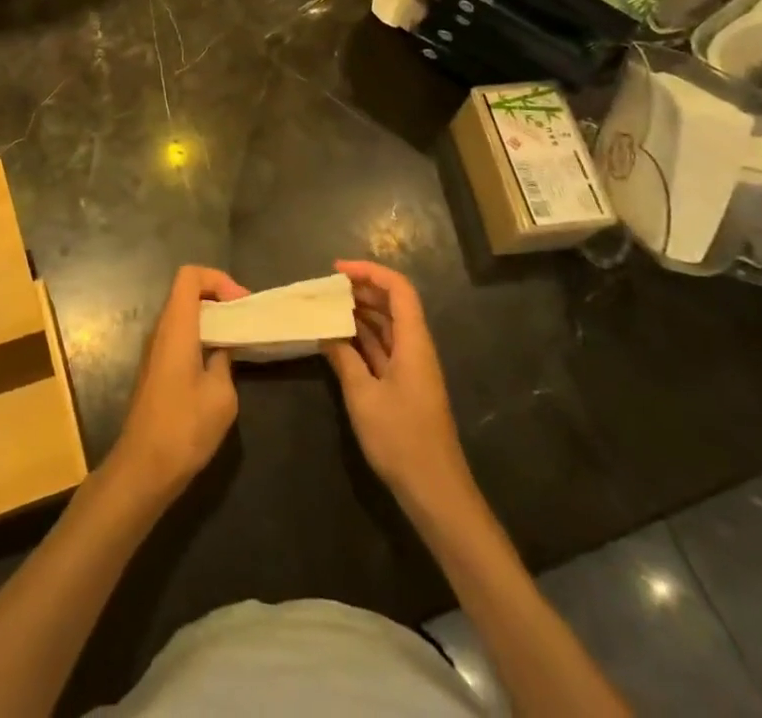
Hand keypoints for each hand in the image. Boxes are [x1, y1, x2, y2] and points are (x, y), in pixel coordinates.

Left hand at [105, 265, 247, 507]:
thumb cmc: (184, 427)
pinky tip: (219, 363)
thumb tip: (222, 350)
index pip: (190, 276)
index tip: (240, 304)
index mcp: (176, 327)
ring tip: (237, 340)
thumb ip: (225, 362)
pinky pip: (179, 337)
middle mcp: (161, 330)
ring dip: (210, 320)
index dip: (217, 279)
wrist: (143, 468)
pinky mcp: (155, 370)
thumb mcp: (221, 395)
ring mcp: (154, 350)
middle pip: (186, 292)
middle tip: (244, 320)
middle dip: (218, 297)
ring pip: (183, 315)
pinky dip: (200, 338)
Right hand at [323, 260, 473, 517]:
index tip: (337, 271)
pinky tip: (338, 338)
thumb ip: (343, 359)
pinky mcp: (405, 386)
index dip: (370, 272)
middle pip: (393, 304)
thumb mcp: (363, 397)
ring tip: (327, 306)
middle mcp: (416, 348)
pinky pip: (384, 348)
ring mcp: (412, 368)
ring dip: (360, 312)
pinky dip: (362, 337)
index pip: (398, 289)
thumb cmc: (401, 440)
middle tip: (326, 287)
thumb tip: (325, 332)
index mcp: (414, 343)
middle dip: (362, 289)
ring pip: (387, 326)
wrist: (435, 492)